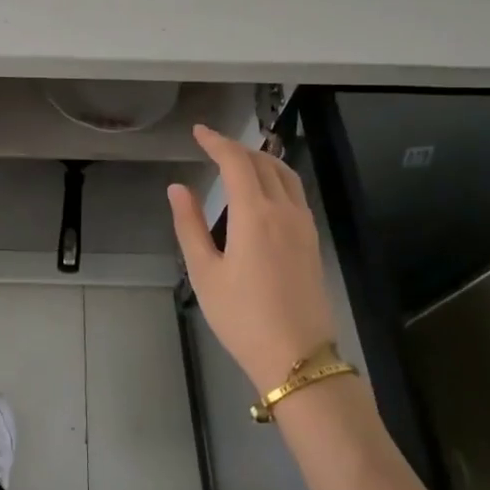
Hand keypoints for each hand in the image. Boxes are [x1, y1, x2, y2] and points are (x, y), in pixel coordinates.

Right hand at [167, 125, 336, 391]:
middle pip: (264, 162)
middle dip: (237, 147)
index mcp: (255, 214)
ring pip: (286, 175)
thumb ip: (190, 225)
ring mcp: (304, 226)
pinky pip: (295, 193)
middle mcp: (284, 211)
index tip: (198, 131)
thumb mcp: (205, 273)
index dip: (216, 141)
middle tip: (212, 145)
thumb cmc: (242, 317)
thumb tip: (177, 188)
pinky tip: (264, 191)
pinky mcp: (313, 242)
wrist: (298, 358)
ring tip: (238, 159)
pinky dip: (277, 177)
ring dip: (261, 159)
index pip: (236, 161)